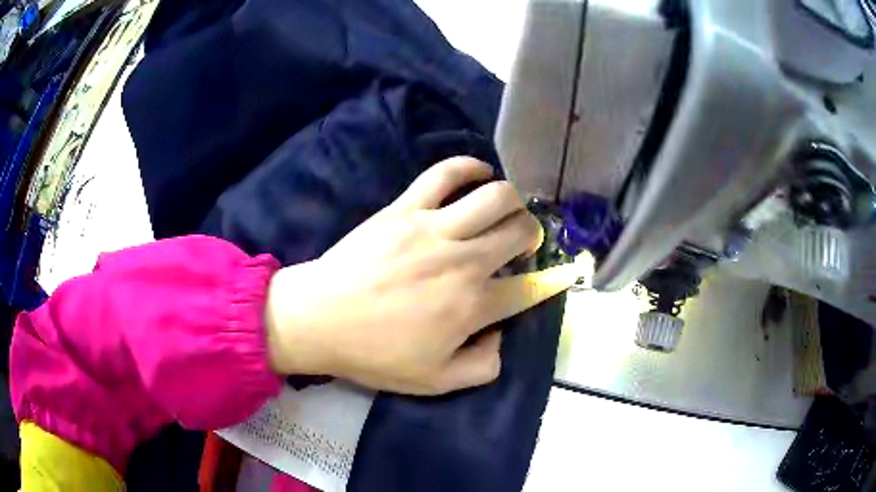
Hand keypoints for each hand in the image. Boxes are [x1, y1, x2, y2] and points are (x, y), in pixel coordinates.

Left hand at [265, 156, 575, 394]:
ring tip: (506, 212)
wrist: (319, 319)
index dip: (542, 285)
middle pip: (520, 231)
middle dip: (532, 236)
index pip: (527, 289)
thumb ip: (482, 367)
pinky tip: (480, 173)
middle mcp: (463, 261)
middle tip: (521, 244)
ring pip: (496, 197)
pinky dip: (470, 166)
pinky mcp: (405, 208)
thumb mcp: (435, 383)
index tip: (542, 282)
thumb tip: (499, 336)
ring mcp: (434, 229)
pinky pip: (445, 173)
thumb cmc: (374, 354)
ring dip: (513, 202)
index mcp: (472, 306)